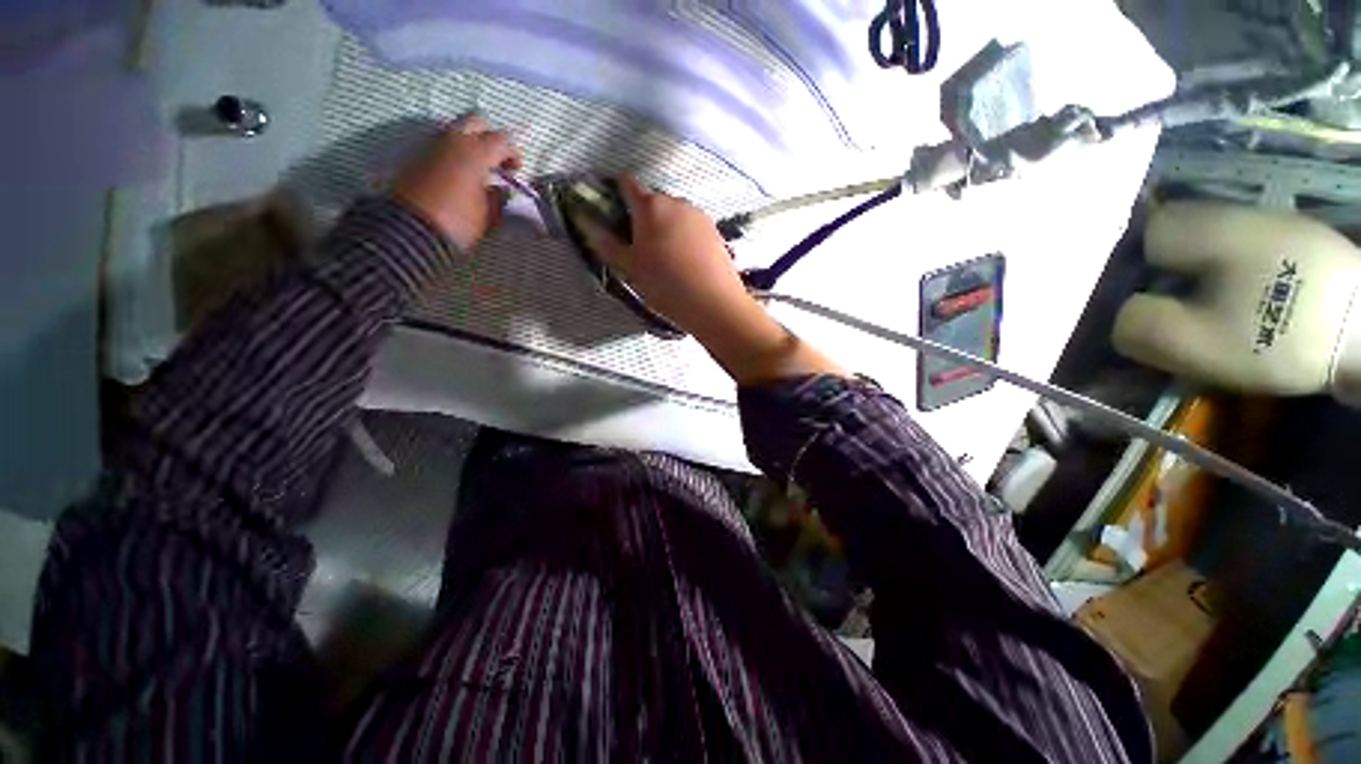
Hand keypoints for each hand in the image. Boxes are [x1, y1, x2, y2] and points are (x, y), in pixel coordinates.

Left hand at [393, 115, 523, 249]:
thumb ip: (499, 197)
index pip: (503, 140)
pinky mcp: (416, 154)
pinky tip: (458, 174)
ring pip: (456, 129)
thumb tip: (501, 190)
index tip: (515, 173)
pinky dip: (453, 152)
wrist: (412, 229)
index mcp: (475, 152)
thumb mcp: (488, 215)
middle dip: (490, 137)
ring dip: (469, 143)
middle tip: (495, 161)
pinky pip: (441, 143)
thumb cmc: (458, 222)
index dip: (514, 154)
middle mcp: (453, 139)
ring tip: (476, 169)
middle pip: (476, 120)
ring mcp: (431, 144)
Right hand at [579, 178, 755, 340]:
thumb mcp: (630, 267)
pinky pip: (692, 228)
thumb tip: (588, 224)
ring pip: (674, 215)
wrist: (714, 303)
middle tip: (638, 247)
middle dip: (642, 217)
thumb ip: (607, 243)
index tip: (612, 215)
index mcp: (650, 205)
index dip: (616, 194)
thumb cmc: (665, 284)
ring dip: (665, 228)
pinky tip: (685, 263)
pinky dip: (683, 238)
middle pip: (653, 201)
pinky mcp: (716, 231)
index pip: (627, 184)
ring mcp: (700, 215)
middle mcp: (676, 201)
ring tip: (665, 259)